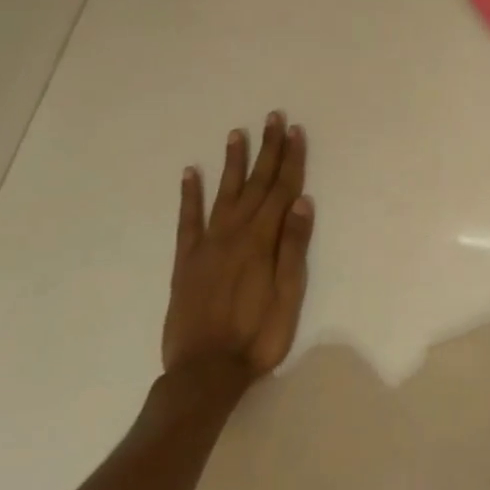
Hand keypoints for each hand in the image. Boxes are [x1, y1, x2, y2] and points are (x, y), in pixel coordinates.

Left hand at [164, 113, 314, 386]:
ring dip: (233, 162)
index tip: (295, 131)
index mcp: (262, 241)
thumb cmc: (257, 337)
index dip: (291, 160)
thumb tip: (302, 202)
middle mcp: (233, 234)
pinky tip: (190, 173)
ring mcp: (207, 245)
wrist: (204, 372)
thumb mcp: (288, 296)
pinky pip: (187, 220)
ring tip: (237, 133)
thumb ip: (293, 248)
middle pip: (256, 184)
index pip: (282, 191)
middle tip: (273, 118)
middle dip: (267, 150)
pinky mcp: (186, 260)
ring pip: (223, 193)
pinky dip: (189, 195)